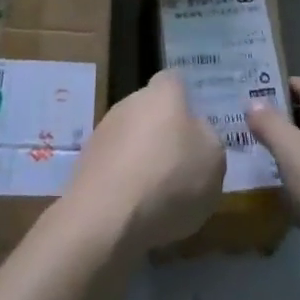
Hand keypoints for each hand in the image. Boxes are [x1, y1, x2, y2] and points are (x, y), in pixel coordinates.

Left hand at [67, 71, 224, 251]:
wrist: (106, 219)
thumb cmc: (170, 180)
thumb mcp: (213, 160)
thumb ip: (207, 139)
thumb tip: (195, 133)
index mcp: (163, 93)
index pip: (174, 81)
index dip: (185, 100)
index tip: (195, 126)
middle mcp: (129, 102)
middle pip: (151, 111)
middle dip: (163, 133)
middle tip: (180, 167)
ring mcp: (103, 133)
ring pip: (131, 139)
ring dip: (142, 159)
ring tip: (158, 198)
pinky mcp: (85, 165)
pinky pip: (114, 168)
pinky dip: (124, 184)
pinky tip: (134, 213)